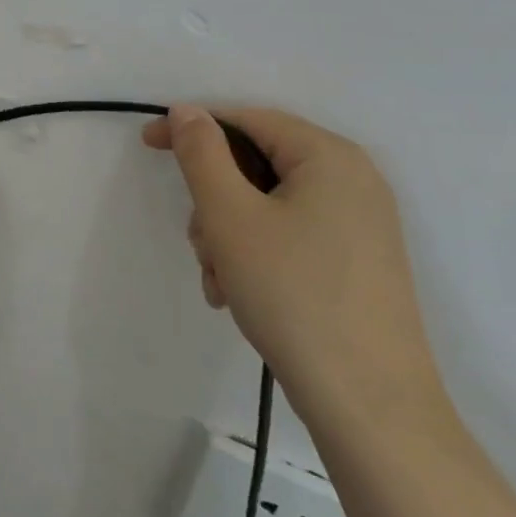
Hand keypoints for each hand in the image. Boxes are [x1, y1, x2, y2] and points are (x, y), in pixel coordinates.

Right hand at [142, 104, 449, 439]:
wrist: (370, 404)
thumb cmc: (293, 294)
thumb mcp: (230, 216)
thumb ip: (202, 154)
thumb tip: (187, 111)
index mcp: (329, 156)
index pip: (247, 119)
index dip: (193, 128)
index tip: (146, 145)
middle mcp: (353, 180)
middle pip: (257, 164)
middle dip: (214, 199)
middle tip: (198, 241)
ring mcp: (359, 224)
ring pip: (268, 203)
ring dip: (229, 233)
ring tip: (220, 280)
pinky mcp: (356, 262)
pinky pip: (290, 234)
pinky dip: (255, 253)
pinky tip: (239, 293)